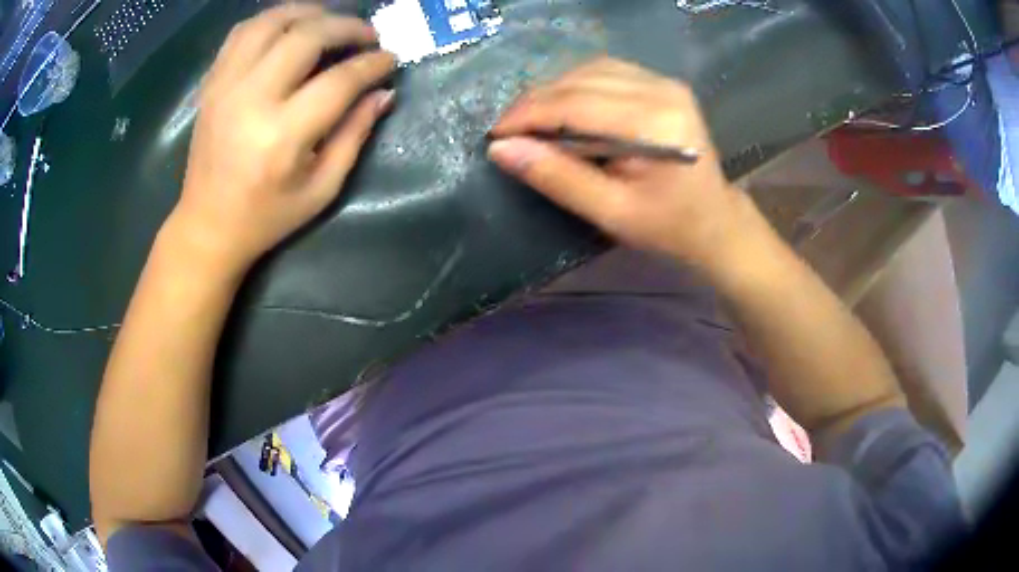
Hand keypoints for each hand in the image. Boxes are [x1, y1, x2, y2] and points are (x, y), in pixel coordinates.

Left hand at [171, 5, 395, 272]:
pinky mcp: (212, 84)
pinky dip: (271, 20)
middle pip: (306, 36)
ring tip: (330, 20)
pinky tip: (289, 26)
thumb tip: (383, 93)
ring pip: (270, 22)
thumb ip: (354, 135)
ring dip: (308, 12)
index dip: (372, 64)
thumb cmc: (266, 217)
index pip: (339, 80)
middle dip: (347, 27)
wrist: (206, 226)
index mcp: (281, 136)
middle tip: (367, 35)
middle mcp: (250, 100)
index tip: (390, 59)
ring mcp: (225, 87)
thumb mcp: (321, 189)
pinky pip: (241, 33)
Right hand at [488, 58, 762, 269]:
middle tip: (508, 130)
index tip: (496, 134)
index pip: (575, 103)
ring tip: (531, 119)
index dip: (528, 115)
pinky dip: (575, 85)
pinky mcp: (663, 84)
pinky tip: (562, 106)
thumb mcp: (610, 213)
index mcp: (654, 124)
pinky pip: (606, 71)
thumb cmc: (668, 227)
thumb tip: (502, 150)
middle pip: (580, 81)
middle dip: (536, 102)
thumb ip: (557, 178)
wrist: (715, 221)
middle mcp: (662, 90)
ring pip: (589, 70)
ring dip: (553, 91)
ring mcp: (665, 82)